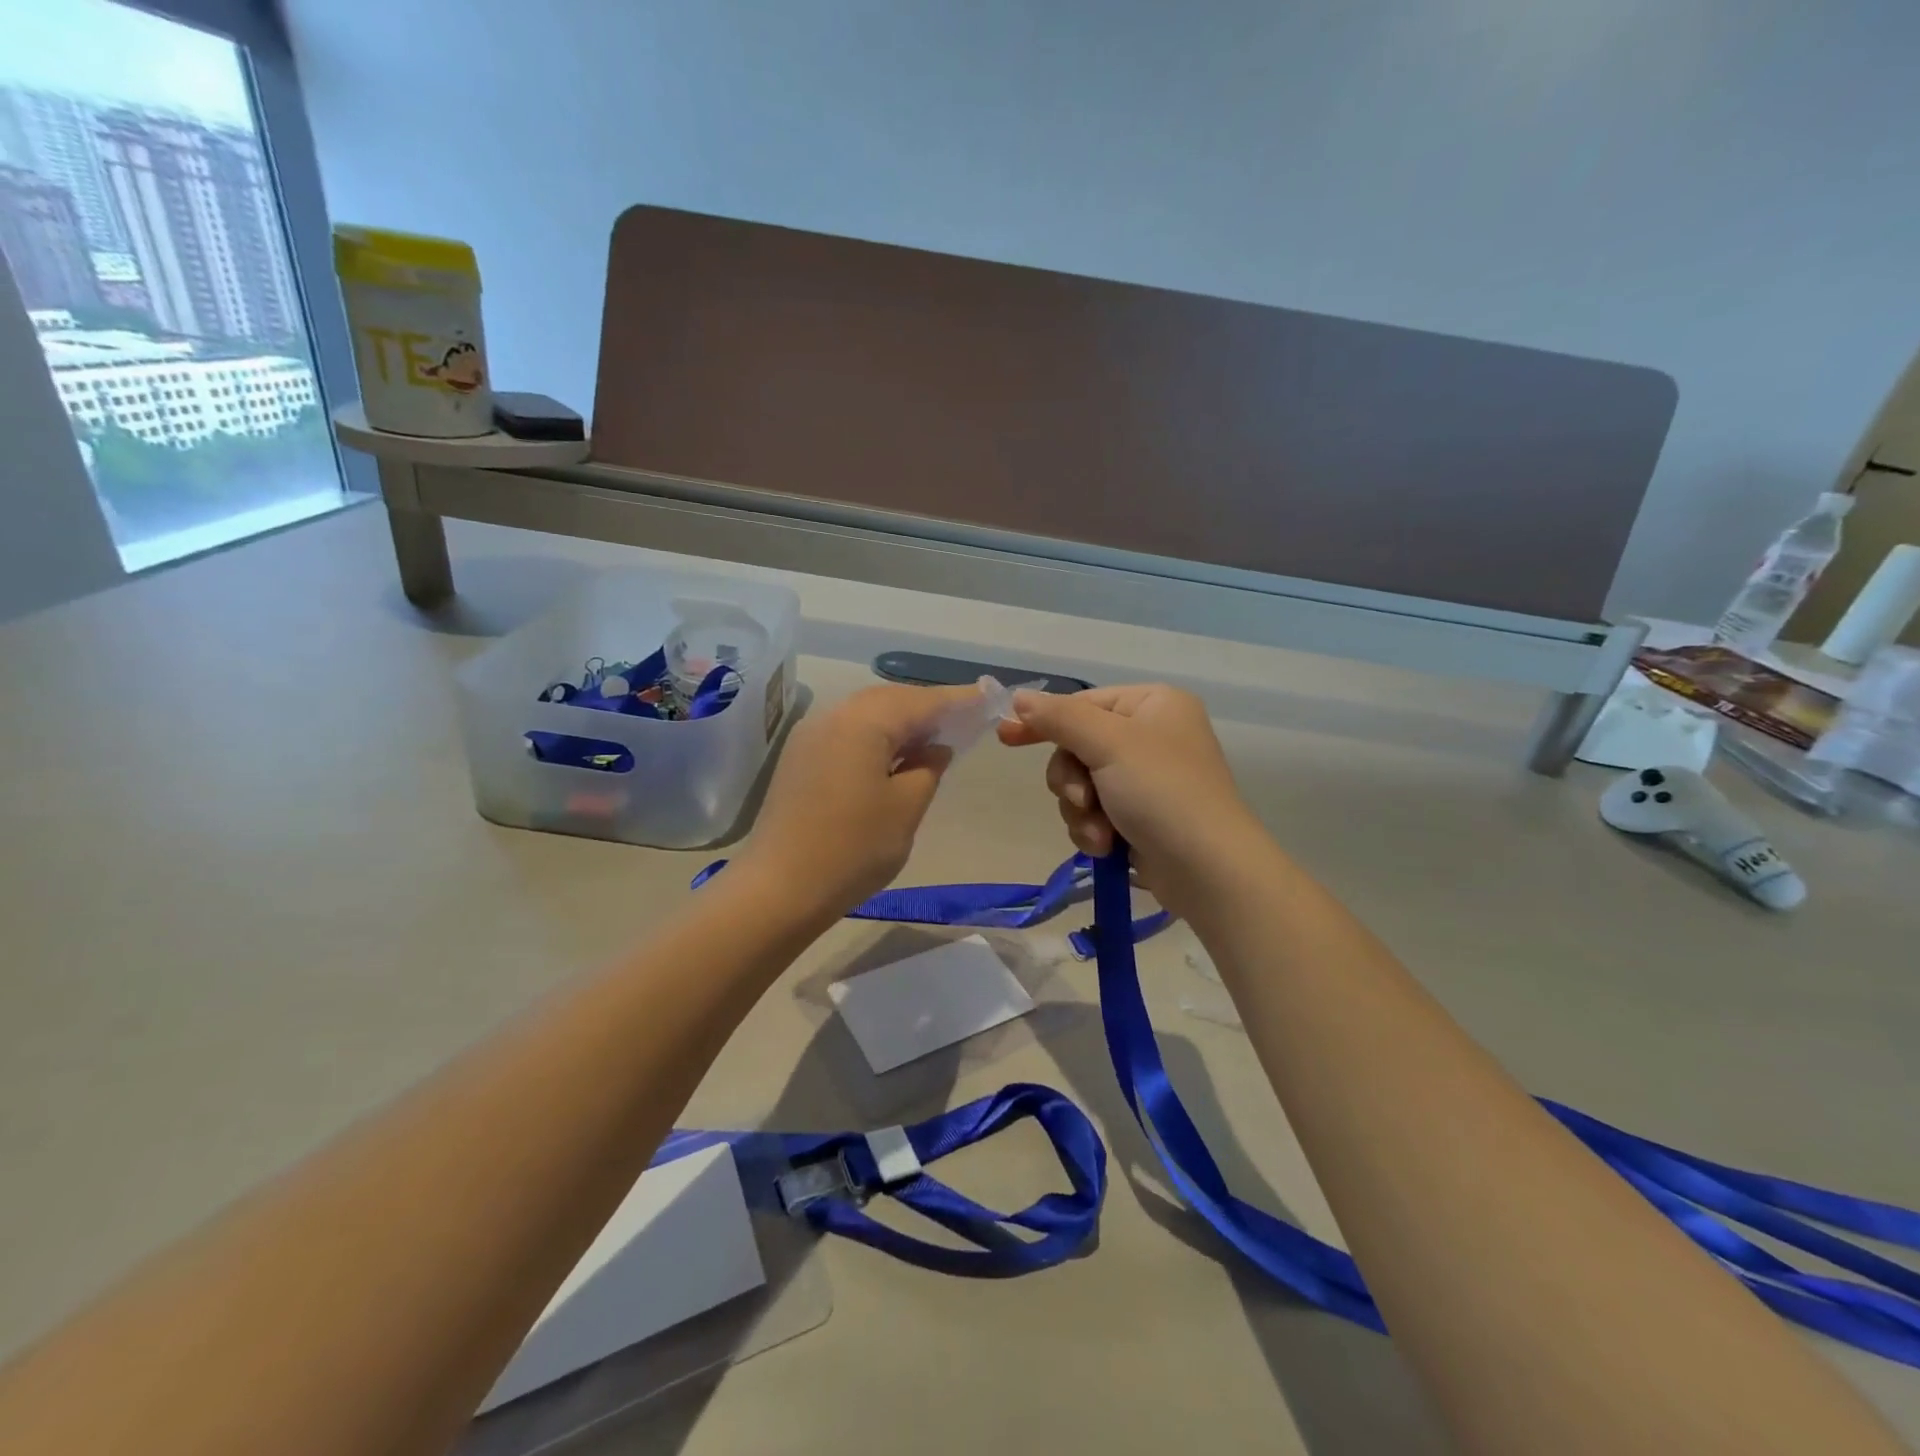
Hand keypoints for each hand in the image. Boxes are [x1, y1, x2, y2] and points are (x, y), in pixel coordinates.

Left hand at [737, 683, 977, 917]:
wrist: (779, 888)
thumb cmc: (852, 849)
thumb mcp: (905, 809)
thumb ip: (928, 768)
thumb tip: (937, 747)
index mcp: (864, 722)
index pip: (922, 701)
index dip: (958, 699)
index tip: (988, 696)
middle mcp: (834, 716)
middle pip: (891, 700)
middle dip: (928, 707)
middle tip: (963, 719)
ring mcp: (811, 735)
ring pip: (867, 714)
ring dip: (901, 721)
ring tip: (933, 738)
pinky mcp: (800, 757)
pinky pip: (848, 732)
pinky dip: (876, 736)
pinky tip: (893, 756)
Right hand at [997, 684, 1261, 917]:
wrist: (1208, 870)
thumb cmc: (1162, 792)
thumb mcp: (1108, 744)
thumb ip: (1059, 718)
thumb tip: (1018, 698)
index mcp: (1153, 704)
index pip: (1083, 703)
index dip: (1044, 722)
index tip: (1005, 739)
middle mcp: (1150, 735)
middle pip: (1077, 747)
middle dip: (1072, 781)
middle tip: (1082, 800)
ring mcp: (1145, 778)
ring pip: (1081, 784)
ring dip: (1081, 811)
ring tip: (1100, 832)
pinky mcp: (1140, 816)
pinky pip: (1094, 813)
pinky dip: (1093, 830)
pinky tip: (1107, 846)